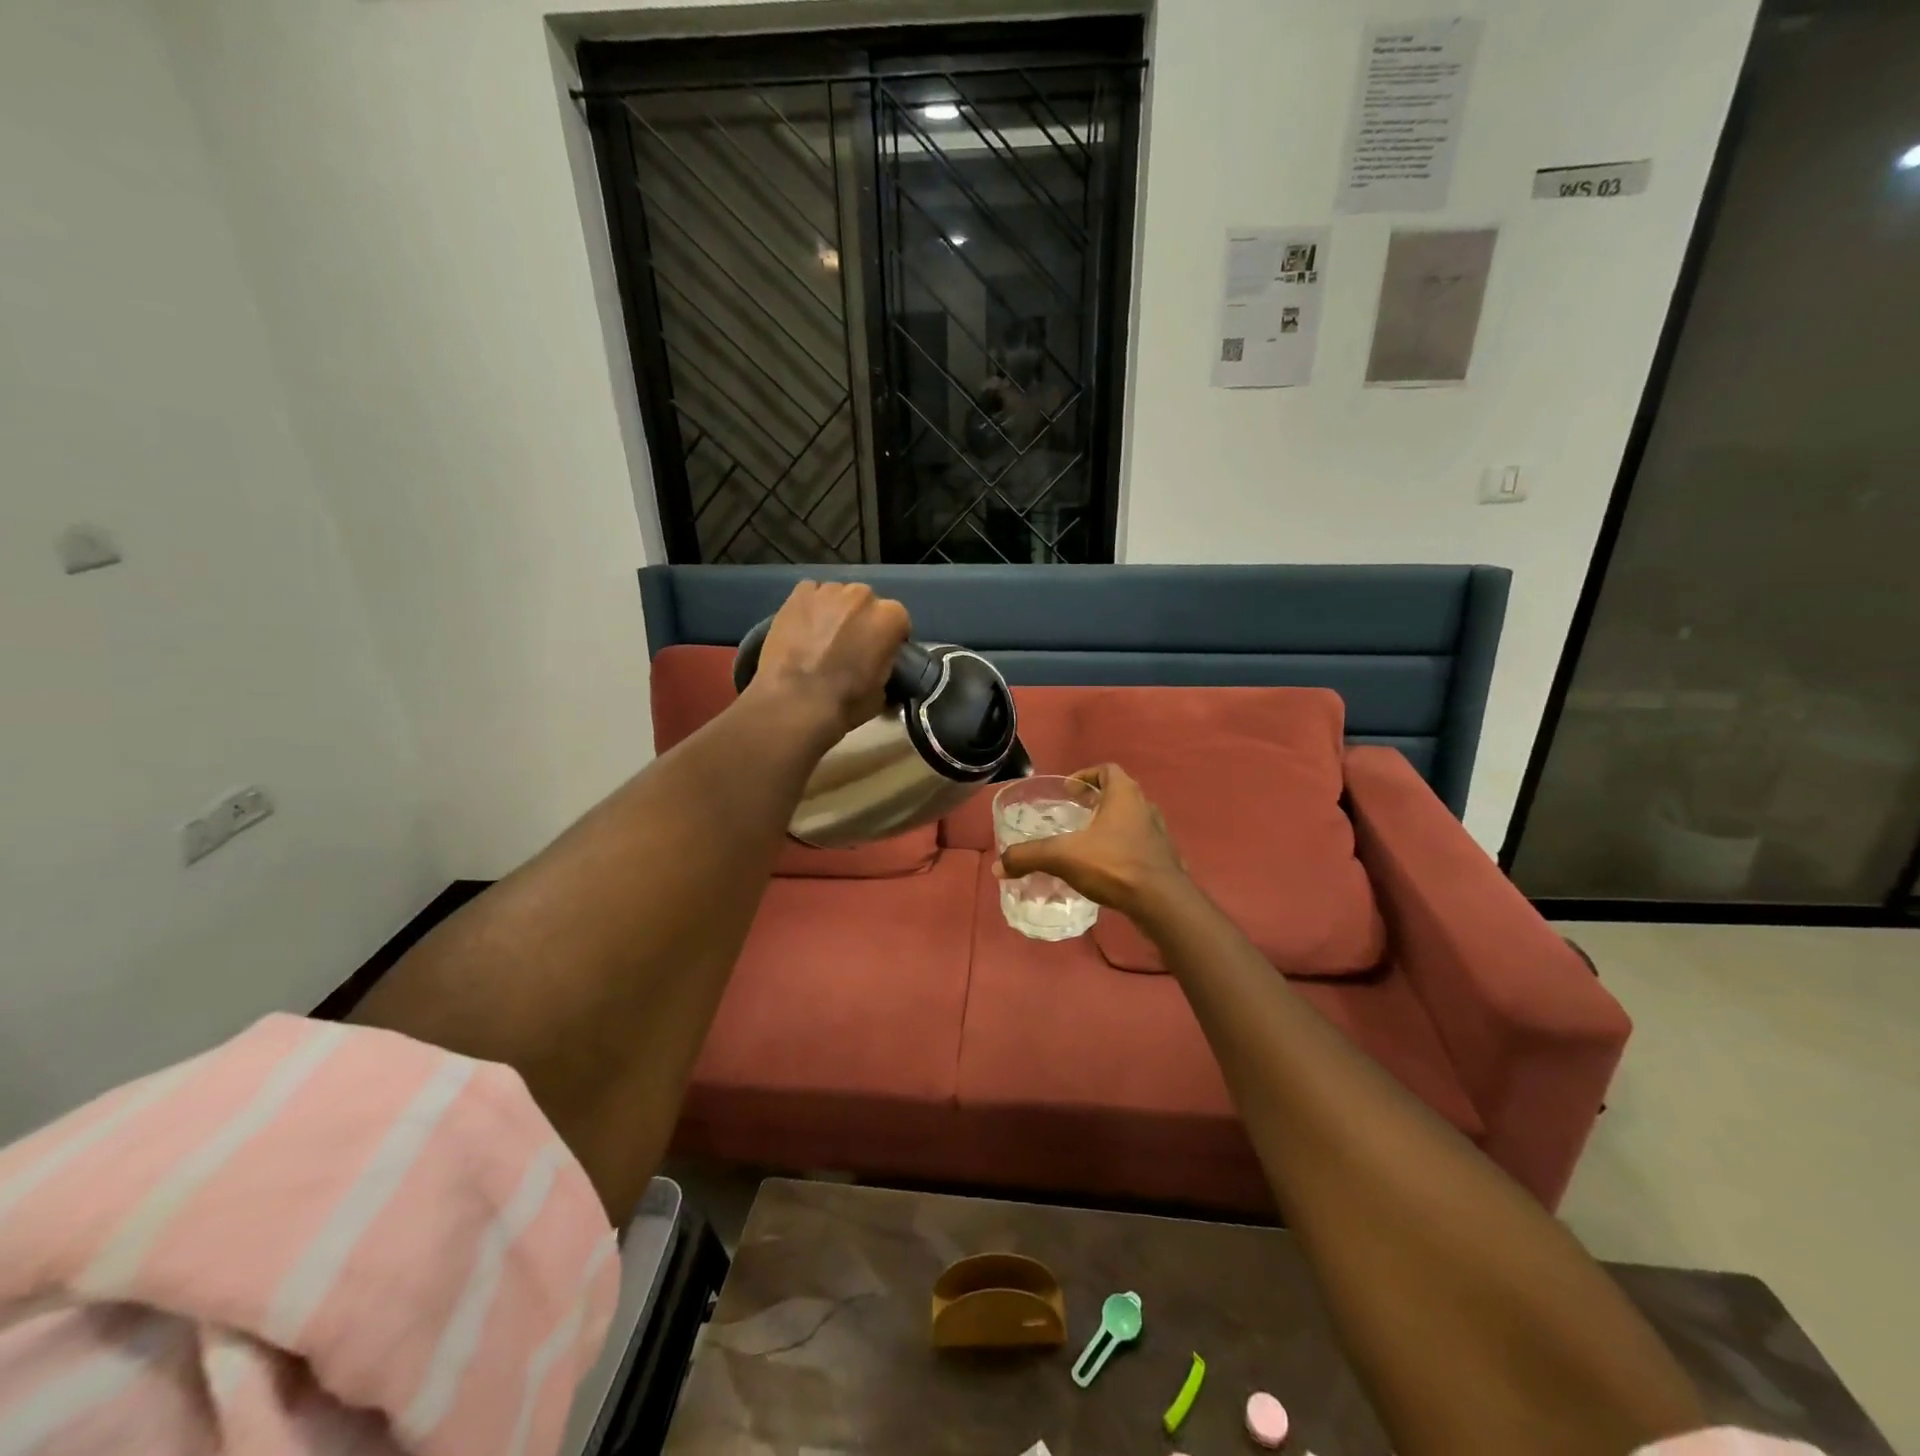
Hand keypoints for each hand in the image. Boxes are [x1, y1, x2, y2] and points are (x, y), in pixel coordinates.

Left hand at [746, 581, 911, 740]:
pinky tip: (802, 630)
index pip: (898, 622)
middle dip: (862, 621)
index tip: (879, 655)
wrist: (793, 703)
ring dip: (836, 613)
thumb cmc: (844, 703)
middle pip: (867, 604)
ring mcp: (828, 591)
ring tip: (823, 638)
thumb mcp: (881, 694)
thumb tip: (881, 669)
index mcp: (889, 617)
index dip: (888, 639)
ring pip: (838, 597)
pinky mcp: (798, 593)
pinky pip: (811, 595)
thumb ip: (886, 668)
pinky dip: (810, 608)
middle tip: (850, 647)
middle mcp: (863, 595)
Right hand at [995, 764, 1188, 920]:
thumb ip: (1029, 857)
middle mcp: (1145, 808)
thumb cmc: (1114, 864)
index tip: (1069, 790)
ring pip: (1131, 820)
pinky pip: (1139, 845)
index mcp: (1124, 795)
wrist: (1162, 903)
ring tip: (1087, 842)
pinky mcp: (1163, 860)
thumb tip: (998, 866)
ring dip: (1110, 826)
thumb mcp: (1063, 857)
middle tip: (1074, 814)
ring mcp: (1158, 835)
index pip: (1107, 770)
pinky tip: (1105, 869)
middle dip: (1096, 801)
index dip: (1087, 775)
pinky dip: (1122, 849)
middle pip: (1120, 794)